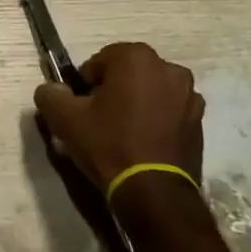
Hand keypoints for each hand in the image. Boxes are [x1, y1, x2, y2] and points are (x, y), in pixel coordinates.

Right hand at [32, 42, 202, 195]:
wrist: (154, 194)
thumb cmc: (109, 145)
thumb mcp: (65, 119)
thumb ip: (50, 95)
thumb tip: (52, 90)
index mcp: (136, 57)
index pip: (100, 61)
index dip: (86, 84)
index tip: (82, 108)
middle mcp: (167, 68)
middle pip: (128, 73)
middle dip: (114, 90)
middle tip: (100, 120)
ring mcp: (189, 95)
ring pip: (151, 91)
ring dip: (138, 103)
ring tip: (124, 133)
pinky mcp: (199, 122)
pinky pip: (169, 112)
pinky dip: (157, 120)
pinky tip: (145, 144)